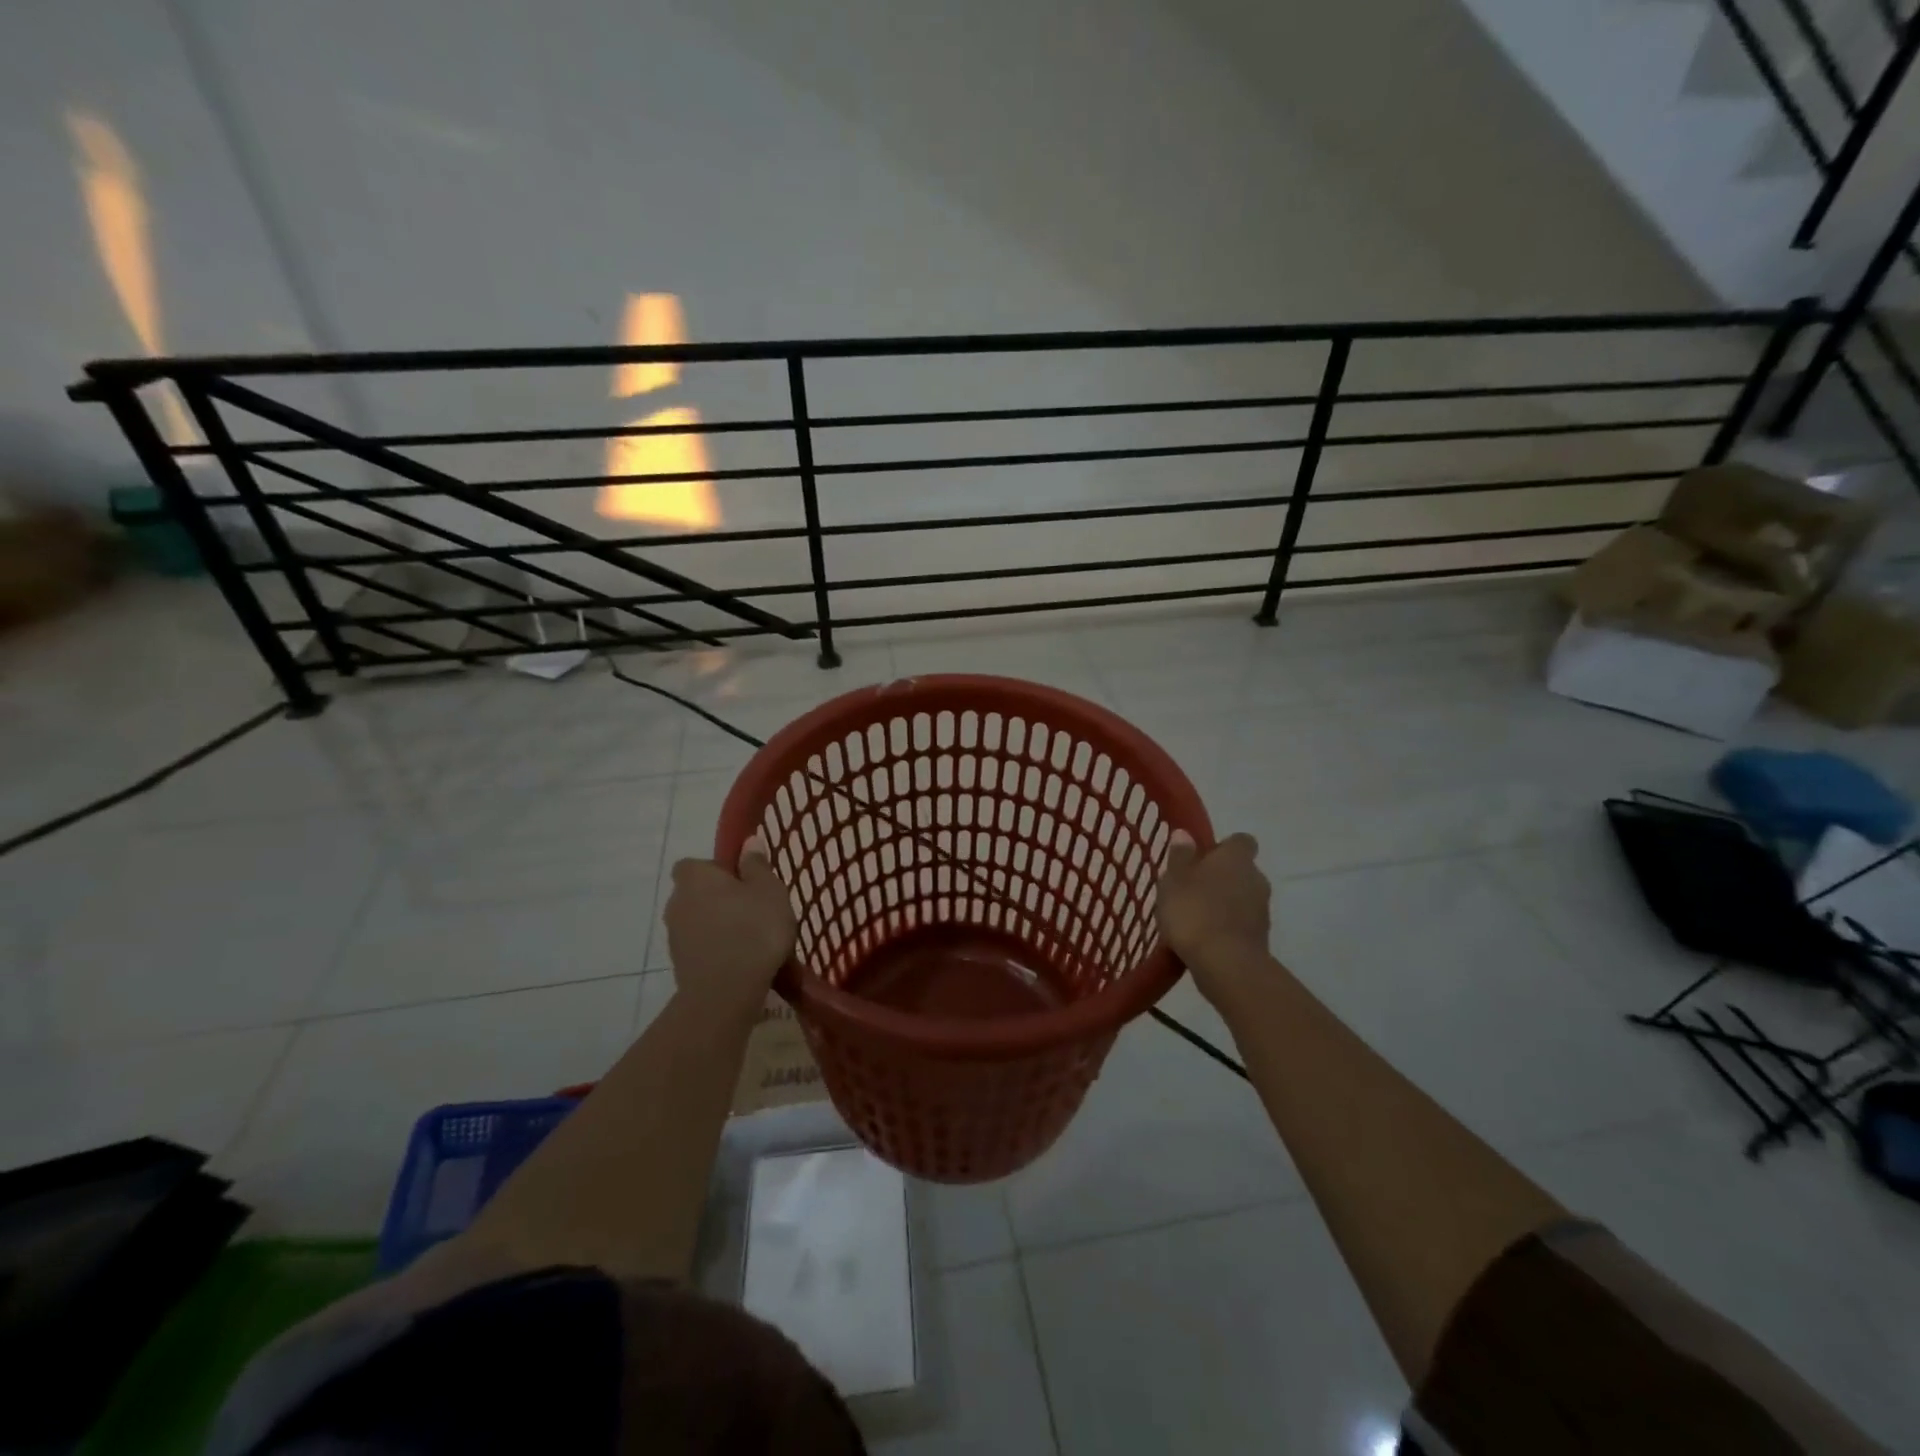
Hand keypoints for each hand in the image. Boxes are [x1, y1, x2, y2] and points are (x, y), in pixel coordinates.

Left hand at [665, 834, 796, 1020]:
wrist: (726, 992)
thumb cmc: (753, 929)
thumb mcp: (769, 890)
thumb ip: (757, 865)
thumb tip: (748, 842)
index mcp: (695, 877)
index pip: (695, 864)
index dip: (717, 870)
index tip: (742, 881)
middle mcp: (676, 902)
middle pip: (697, 894)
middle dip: (720, 900)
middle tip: (753, 911)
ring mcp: (675, 937)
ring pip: (700, 923)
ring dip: (720, 927)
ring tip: (753, 941)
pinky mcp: (680, 966)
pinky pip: (702, 948)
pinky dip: (718, 951)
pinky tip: (744, 962)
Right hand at [1156, 830, 1271, 1004]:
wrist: (1226, 965)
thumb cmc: (1194, 912)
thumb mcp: (1174, 880)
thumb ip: (1180, 856)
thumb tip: (1185, 834)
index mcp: (1236, 858)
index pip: (1239, 841)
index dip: (1222, 848)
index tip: (1202, 858)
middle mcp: (1256, 879)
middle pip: (1240, 871)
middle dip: (1220, 878)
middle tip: (1191, 889)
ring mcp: (1263, 910)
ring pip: (1242, 898)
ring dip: (1224, 904)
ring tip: (1194, 918)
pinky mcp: (1261, 938)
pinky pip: (1241, 924)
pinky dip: (1227, 927)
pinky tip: (1204, 939)